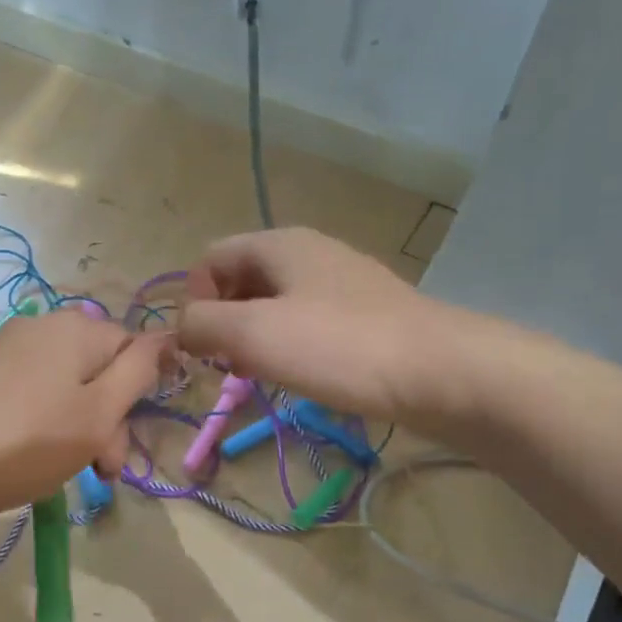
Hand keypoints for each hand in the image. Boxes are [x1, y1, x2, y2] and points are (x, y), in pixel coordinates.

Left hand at [0, 308, 170, 525]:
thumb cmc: (31, 440)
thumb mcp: (100, 411)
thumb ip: (139, 371)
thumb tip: (167, 336)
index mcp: (77, 327)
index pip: (132, 348)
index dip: (139, 394)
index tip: (128, 442)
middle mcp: (43, 325)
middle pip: (98, 369)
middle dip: (108, 420)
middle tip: (102, 470)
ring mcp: (8, 348)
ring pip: (66, 386)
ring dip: (80, 427)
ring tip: (71, 471)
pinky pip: (34, 392)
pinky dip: (46, 422)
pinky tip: (35, 456)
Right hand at [179, 228, 445, 423]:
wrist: (439, 372)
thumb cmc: (338, 347)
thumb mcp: (254, 334)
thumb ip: (203, 325)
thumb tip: (183, 328)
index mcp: (279, 245)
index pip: (210, 258)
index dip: (194, 300)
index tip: (203, 347)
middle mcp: (309, 253)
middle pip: (242, 280)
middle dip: (223, 322)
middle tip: (228, 366)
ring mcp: (341, 284)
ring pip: (275, 305)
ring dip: (254, 340)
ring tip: (260, 377)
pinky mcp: (364, 316)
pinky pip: (308, 324)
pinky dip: (290, 347)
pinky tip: (300, 377)